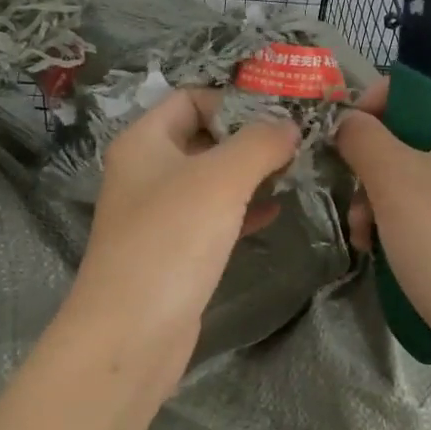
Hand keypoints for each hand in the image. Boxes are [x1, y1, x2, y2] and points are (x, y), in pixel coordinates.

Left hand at [67, 88, 299, 369]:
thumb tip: (289, 126)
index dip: (234, 99)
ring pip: (210, 180)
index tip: (282, 110)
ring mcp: (158, 215)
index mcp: (144, 142)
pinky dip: (241, 210)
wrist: (132, 332)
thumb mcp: (221, 179)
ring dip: (249, 173)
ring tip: (295, 171)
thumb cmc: (172, 240)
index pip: (190, 98)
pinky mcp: (173, 252)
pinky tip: (274, 212)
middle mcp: (146, 172)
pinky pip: (212, 218)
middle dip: (248, 137)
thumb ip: (259, 143)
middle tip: (298, 141)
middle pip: (202, 137)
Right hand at [334, 79, 430, 365]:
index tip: (349, 132)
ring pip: (414, 172)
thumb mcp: (392, 178)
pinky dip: (398, 219)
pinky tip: (377, 247)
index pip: (426, 84)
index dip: (382, 99)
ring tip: (364, 232)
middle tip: (354, 191)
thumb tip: (347, 121)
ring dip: (377, 196)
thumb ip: (362, 135)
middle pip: (415, 131)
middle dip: (373, 162)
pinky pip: (428, 204)